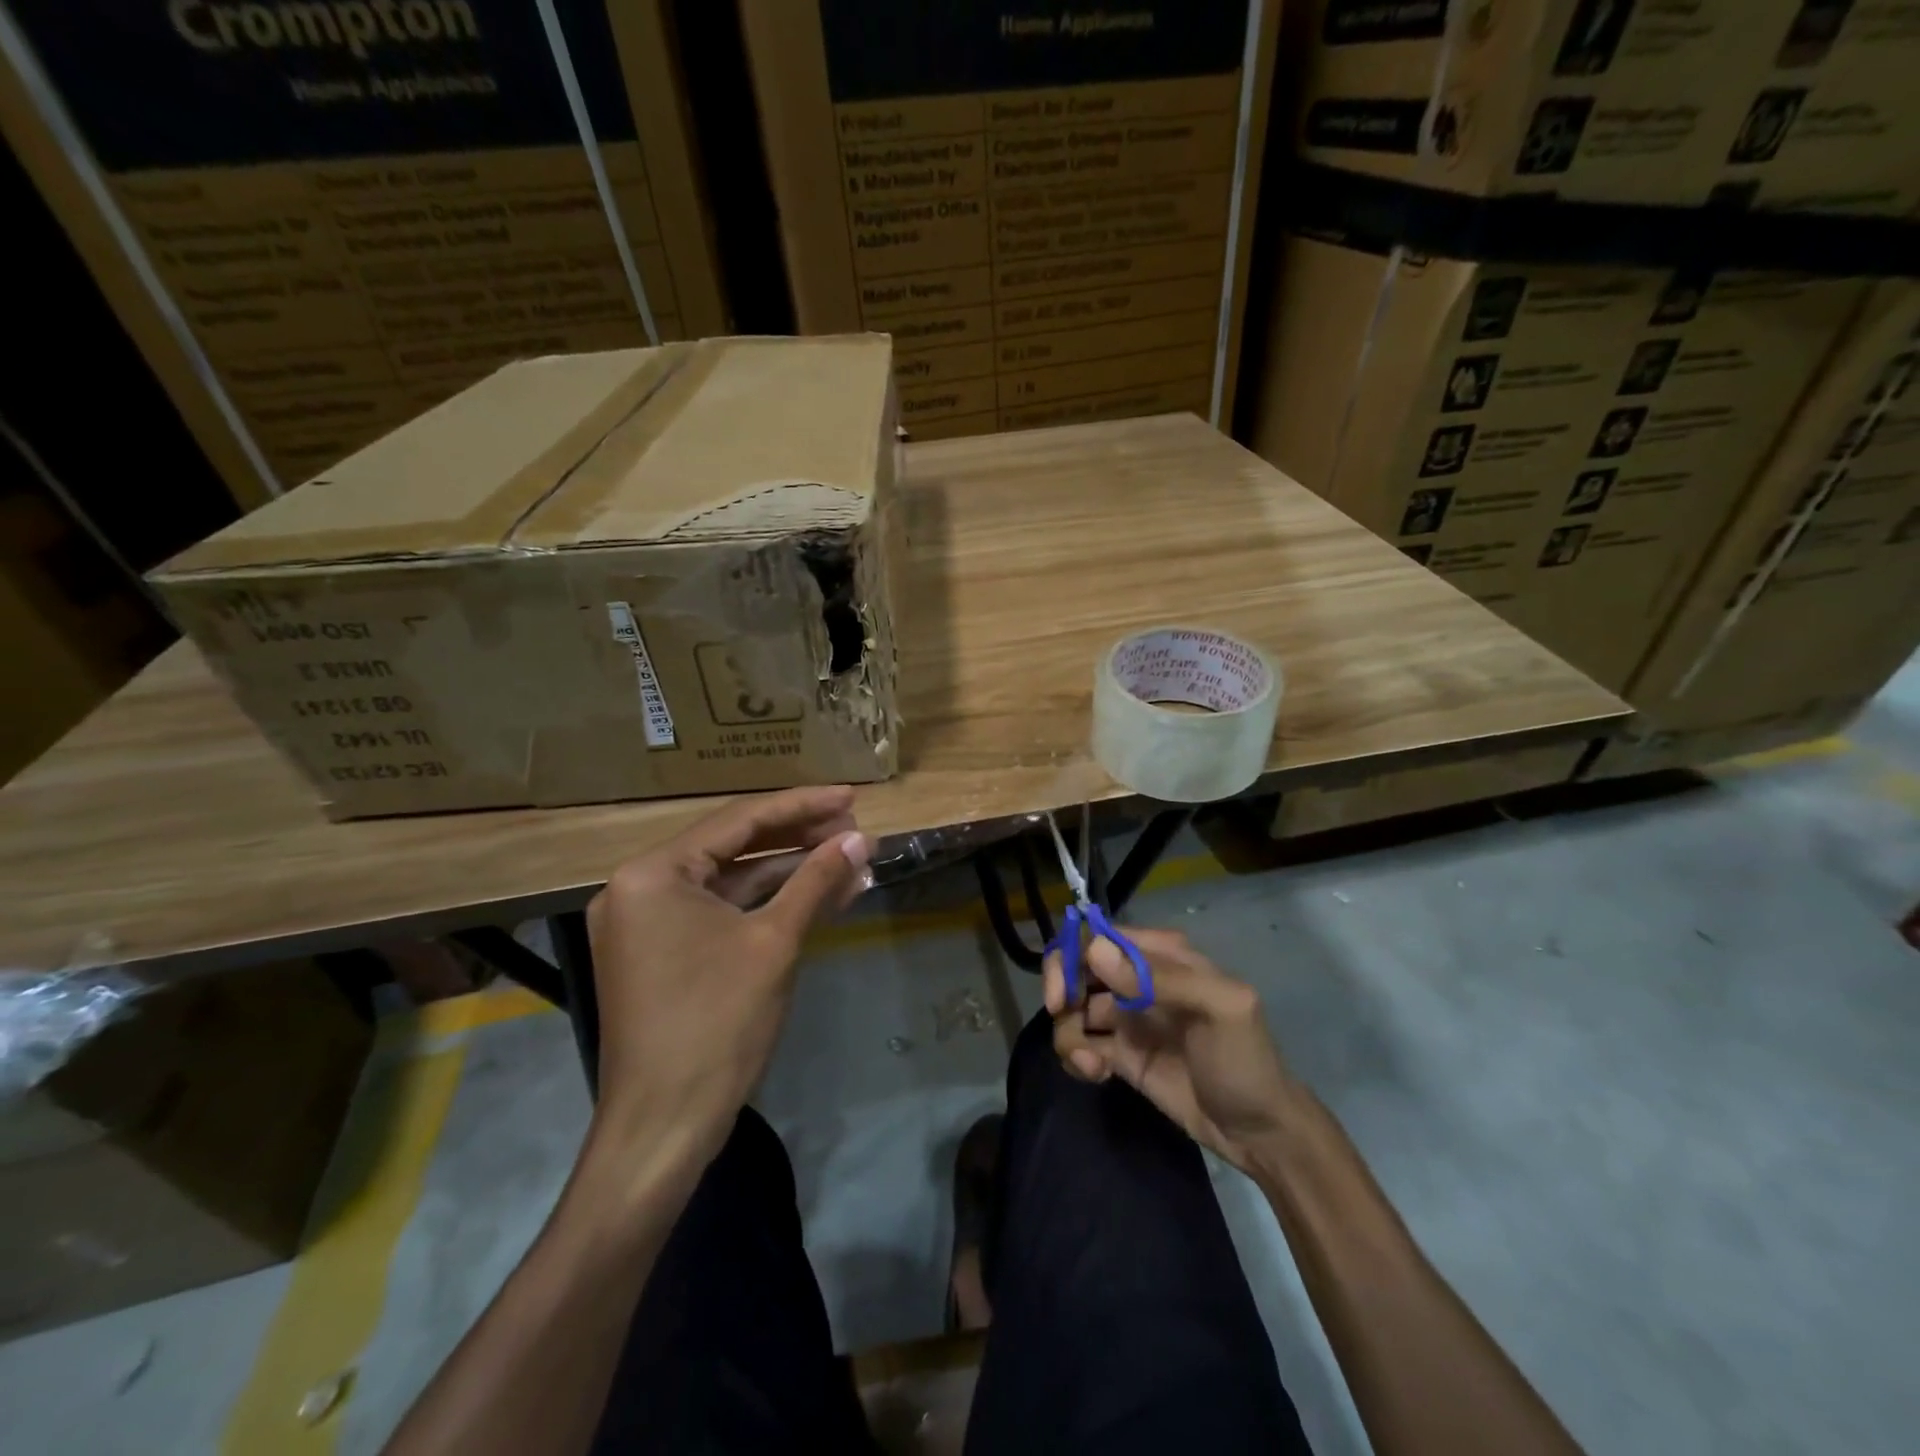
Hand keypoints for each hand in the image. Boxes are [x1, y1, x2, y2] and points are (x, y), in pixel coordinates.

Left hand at [584, 786, 870, 1172]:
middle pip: (733, 847)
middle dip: (799, 840)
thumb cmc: (716, 1024)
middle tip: (855, 831)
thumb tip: (860, 838)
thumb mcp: (774, 942)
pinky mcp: (661, 954)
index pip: (739, 820)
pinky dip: (767, 906)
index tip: (851, 797)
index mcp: (653, 873)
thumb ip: (816, 880)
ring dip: (790, 874)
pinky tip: (818, 898)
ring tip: (850, 862)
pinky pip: (721, 914)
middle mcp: (639, 888)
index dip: (802, 806)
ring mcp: (647, 924)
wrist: (663, 1128)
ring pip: (731, 883)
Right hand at [1047, 927, 1301, 1174]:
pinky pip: (1079, 1043)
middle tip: (1065, 1023)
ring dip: (1069, 1034)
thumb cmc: (1244, 1060)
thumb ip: (1161, 978)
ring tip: (1091, 1066)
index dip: (1072, 956)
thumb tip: (1094, 952)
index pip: (1101, 936)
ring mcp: (1125, 1017)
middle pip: (1077, 966)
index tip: (1062, 995)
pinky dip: (1076, 1056)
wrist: (1259, 1133)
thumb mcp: (1220, 1009)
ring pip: (1072, 1008)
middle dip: (1061, 992)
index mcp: (1162, 955)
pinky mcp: (1118, 1054)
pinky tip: (1096, 1075)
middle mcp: (1137, 978)